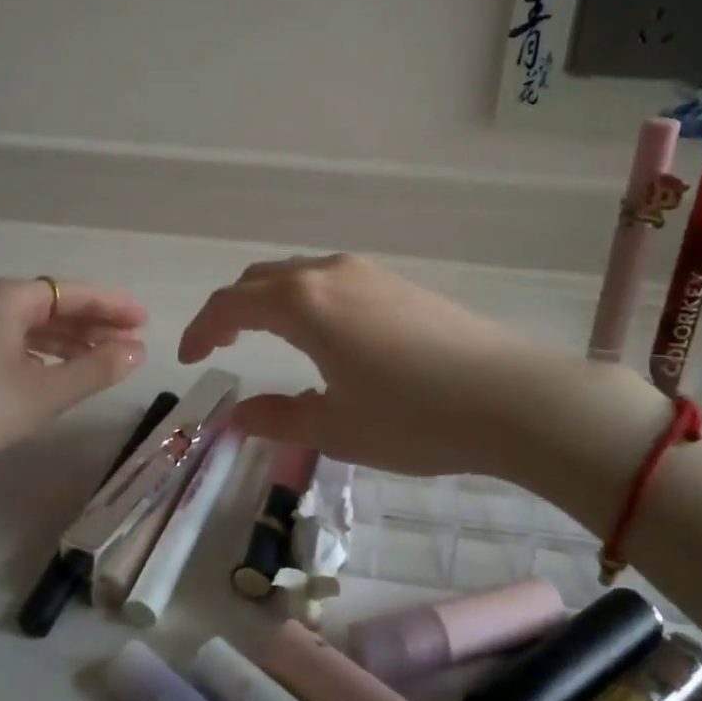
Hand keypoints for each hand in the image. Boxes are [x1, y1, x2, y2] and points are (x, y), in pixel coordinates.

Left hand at [0, 277, 146, 470]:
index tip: (145, 320)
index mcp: (12, 298)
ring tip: (102, 360)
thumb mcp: (43, 393)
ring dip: (70, 340)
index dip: (114, 306)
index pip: (76, 292)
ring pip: (33, 325)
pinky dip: (42, 353)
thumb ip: (95, 369)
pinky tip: (54, 373)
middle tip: (131, 342)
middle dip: (94, 323)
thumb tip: (136, 351)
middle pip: (55, 305)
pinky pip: (13, 340)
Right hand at [178, 254, 546, 476]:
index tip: (190, 360)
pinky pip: (331, 281)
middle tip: (220, 346)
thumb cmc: (413, 418)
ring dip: (269, 301)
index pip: (231, 304)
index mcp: (302, 304)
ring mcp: (367, 273)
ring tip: (265, 339)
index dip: (201, 330)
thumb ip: (277, 417)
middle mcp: (329, 274)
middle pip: (260, 280)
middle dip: (231, 310)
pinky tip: (322, 335)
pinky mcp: (397, 282)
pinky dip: (305, 300)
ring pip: (298, 276)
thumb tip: (236, 416)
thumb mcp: (335, 428)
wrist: (511, 397)